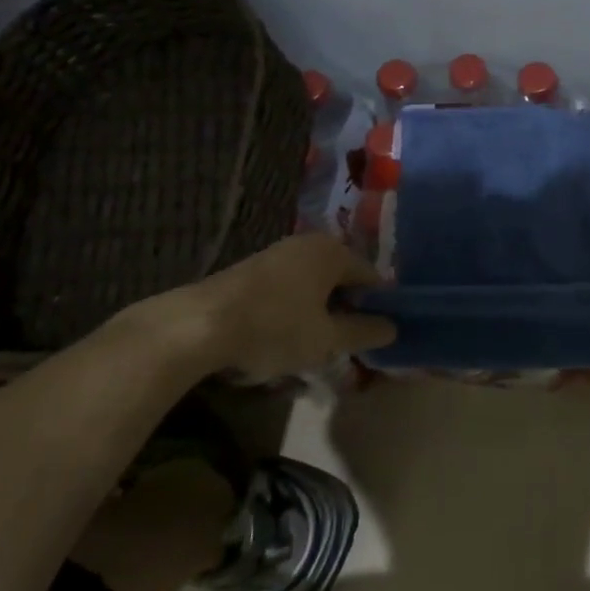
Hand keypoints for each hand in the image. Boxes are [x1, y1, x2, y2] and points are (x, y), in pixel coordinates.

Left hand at [130, 233, 396, 382]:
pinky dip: (293, 312)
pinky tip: (283, 339)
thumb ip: (364, 332)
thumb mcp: (326, 339)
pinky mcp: (251, 271)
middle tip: (346, 344)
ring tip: (314, 347)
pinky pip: (287, 290)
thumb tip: (393, 328)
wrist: (196, 327)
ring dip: (318, 314)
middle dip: (346, 311)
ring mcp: (276, 254)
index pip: (371, 276)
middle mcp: (308, 244)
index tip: (377, 335)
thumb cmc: (275, 328)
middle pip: (341, 279)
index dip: (378, 306)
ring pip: (312, 286)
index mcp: (333, 251)